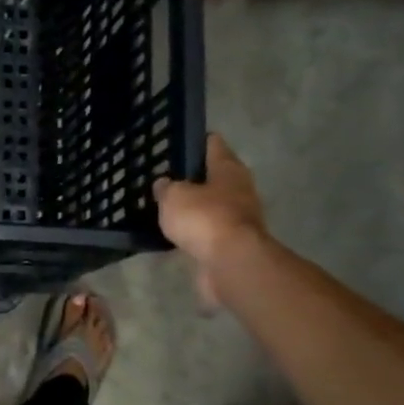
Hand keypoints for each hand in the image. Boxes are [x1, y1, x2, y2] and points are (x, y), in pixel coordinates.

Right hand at [152, 134, 266, 308]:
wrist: (230, 262)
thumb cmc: (204, 218)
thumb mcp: (174, 197)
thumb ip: (166, 188)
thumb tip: (164, 184)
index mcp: (228, 168)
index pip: (213, 144)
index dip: (195, 142)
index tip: (176, 144)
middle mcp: (239, 188)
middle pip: (214, 175)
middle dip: (192, 178)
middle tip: (165, 180)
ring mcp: (239, 216)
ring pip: (211, 204)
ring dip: (194, 206)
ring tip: (167, 208)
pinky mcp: (232, 242)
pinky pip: (208, 230)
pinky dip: (195, 231)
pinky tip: (176, 234)